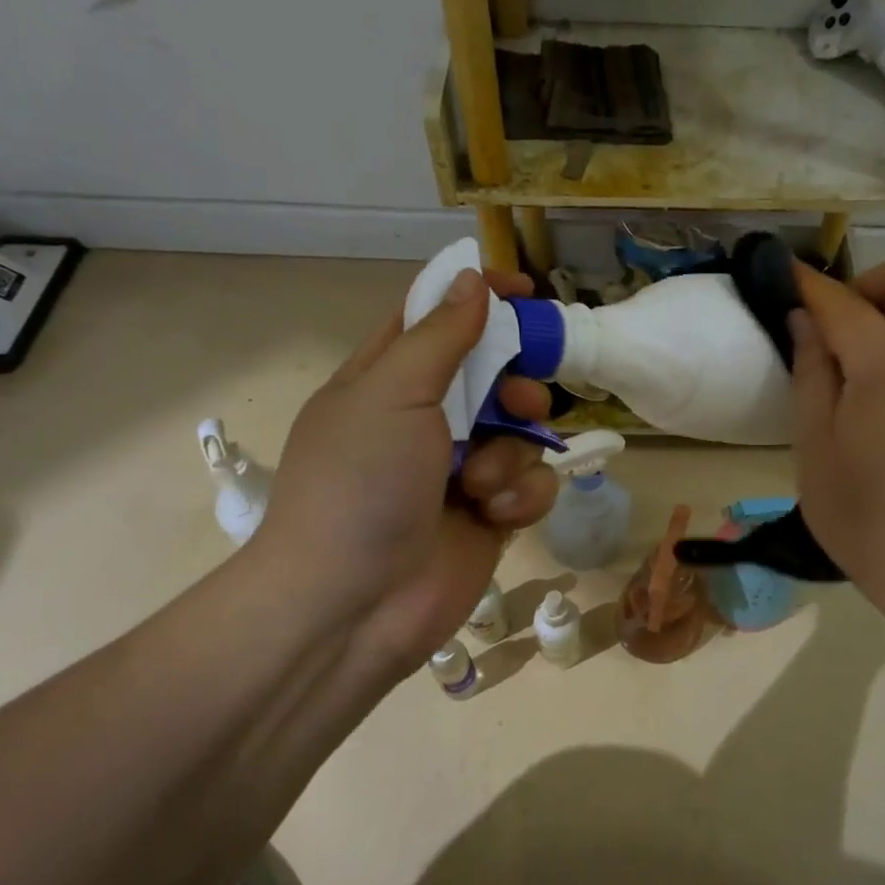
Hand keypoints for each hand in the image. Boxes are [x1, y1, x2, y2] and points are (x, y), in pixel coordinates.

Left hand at [241, 267, 557, 676]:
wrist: (353, 606)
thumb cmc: (360, 484)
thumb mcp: (392, 392)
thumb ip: (440, 335)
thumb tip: (472, 278)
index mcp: (388, 381)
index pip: (436, 320)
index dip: (478, 299)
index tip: (524, 290)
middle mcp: (426, 420)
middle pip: (495, 376)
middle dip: (515, 388)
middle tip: (517, 403)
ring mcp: (461, 469)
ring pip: (522, 433)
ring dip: (511, 454)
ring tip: (482, 485)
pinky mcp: (491, 513)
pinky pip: (532, 483)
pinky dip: (520, 496)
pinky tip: (494, 516)